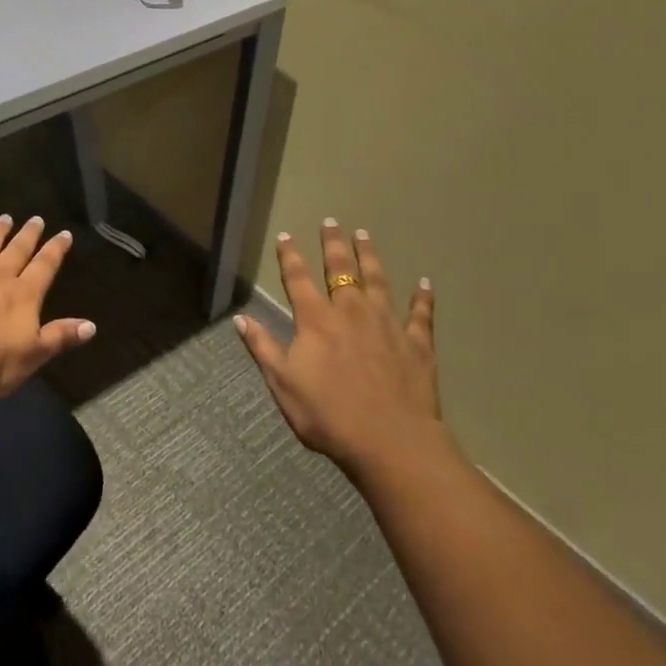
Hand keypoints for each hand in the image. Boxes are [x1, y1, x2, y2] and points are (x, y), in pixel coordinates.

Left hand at [0, 215, 94, 397]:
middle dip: (28, 235)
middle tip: (36, 218)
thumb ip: (60, 336)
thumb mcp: (34, 355)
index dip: (56, 250)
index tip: (64, 234)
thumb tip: (92, 325)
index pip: (44, 267)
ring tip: (4, 218)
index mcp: (23, 295)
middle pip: (16, 251)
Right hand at [236, 220, 450, 484]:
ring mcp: (387, 325)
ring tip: (364, 235)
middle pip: (340, 269)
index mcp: (316, 320)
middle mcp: (351, 312)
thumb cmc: (329, 416)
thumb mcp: (283, 384)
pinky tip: (425, 284)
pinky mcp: (417, 344)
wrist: (391, 443)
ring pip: (378, 281)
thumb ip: (263, 348)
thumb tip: (240, 318)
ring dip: (370, 257)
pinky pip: (420, 315)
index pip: (298, 279)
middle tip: (331, 222)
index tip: (286, 236)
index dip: (290, 256)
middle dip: (333, 244)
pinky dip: (422, 298)